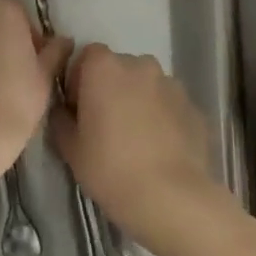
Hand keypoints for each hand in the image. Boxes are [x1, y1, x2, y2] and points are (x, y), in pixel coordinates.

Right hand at [48, 45, 224, 246]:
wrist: (171, 198)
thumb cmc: (110, 168)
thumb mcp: (70, 148)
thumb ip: (61, 119)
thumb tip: (64, 111)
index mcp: (104, 67)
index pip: (86, 56)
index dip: (79, 80)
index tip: (79, 110)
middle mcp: (140, 65)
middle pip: (119, 68)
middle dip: (111, 89)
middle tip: (106, 126)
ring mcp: (171, 84)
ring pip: (147, 86)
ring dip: (139, 101)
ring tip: (137, 139)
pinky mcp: (194, 107)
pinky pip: (169, 105)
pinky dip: (163, 118)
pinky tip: (160, 150)